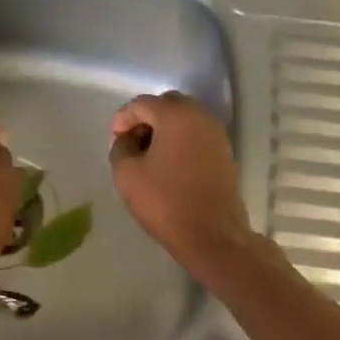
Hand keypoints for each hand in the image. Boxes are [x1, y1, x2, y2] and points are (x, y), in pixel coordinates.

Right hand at [109, 93, 253, 272]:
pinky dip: (180, 141)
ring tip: (148, 156)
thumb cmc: (166, 202)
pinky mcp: (224, 152)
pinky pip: (196, 135)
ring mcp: (216, 133)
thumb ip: (120, 148)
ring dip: (163, 130)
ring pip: (184, 119)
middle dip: (145, 120)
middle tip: (131, 144)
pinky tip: (169, 165)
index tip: (115, 141)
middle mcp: (200, 116)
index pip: (141, 104)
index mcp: (176, 115)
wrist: (212, 235)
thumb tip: (126, 139)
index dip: (122, 119)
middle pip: (166, 105)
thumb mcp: (127, 174)